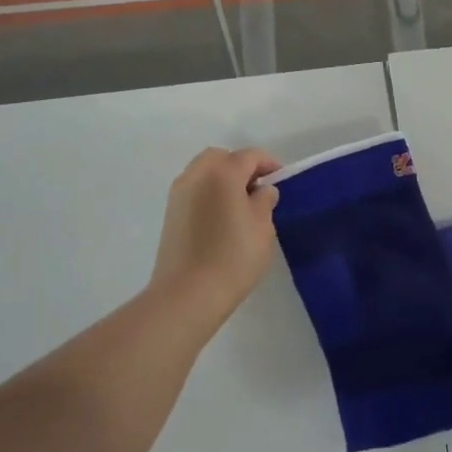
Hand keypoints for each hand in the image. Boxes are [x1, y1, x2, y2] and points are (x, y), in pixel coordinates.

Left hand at [148, 147, 281, 323]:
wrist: (187, 295)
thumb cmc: (233, 258)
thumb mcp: (262, 228)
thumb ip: (264, 201)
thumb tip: (262, 190)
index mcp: (223, 173)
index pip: (249, 156)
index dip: (269, 164)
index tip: (281, 179)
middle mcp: (197, 174)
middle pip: (222, 158)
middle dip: (241, 166)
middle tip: (258, 188)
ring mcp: (179, 193)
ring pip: (204, 171)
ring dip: (223, 178)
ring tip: (240, 203)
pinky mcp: (170, 212)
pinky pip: (194, 189)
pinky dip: (209, 192)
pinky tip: (221, 216)